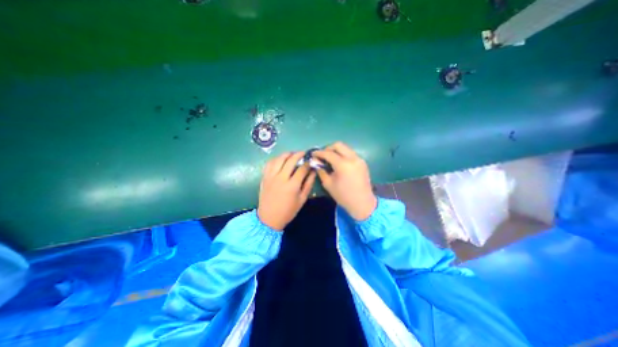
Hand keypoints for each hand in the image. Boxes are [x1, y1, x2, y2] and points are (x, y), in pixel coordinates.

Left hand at [256, 152, 315, 230]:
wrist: (269, 218)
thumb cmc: (288, 211)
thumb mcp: (302, 199)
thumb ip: (308, 184)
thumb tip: (313, 172)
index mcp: (292, 185)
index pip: (302, 168)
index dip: (308, 163)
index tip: (311, 161)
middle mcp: (281, 178)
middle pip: (290, 160)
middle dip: (298, 154)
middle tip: (303, 153)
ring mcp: (271, 176)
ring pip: (279, 159)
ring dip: (287, 154)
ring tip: (292, 154)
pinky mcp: (264, 177)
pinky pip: (269, 163)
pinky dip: (275, 159)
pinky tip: (280, 159)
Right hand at [314, 142, 376, 219]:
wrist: (362, 203)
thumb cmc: (343, 196)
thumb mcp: (328, 184)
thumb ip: (321, 170)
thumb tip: (316, 162)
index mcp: (343, 164)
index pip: (328, 153)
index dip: (319, 153)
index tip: (313, 154)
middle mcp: (352, 158)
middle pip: (338, 145)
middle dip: (328, 148)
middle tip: (322, 155)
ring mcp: (359, 159)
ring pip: (346, 148)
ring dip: (336, 151)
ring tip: (330, 158)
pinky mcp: (363, 162)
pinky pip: (351, 153)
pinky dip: (343, 155)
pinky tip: (339, 163)